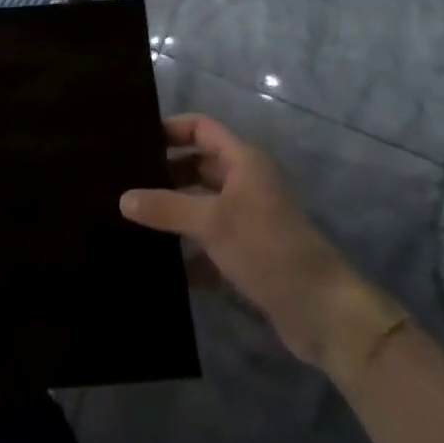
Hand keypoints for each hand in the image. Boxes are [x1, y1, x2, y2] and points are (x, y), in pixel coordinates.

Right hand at [121, 114, 399, 370]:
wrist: (322, 314)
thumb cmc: (268, 249)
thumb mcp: (211, 222)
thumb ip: (165, 207)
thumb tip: (123, 199)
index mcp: (244, 162)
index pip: (201, 128)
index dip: (170, 129)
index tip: (133, 140)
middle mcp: (245, 185)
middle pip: (197, 167)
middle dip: (163, 173)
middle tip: (121, 181)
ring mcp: (246, 222)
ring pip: (199, 207)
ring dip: (170, 214)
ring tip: (126, 218)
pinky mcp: (245, 256)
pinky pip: (205, 245)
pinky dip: (184, 251)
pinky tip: (153, 261)